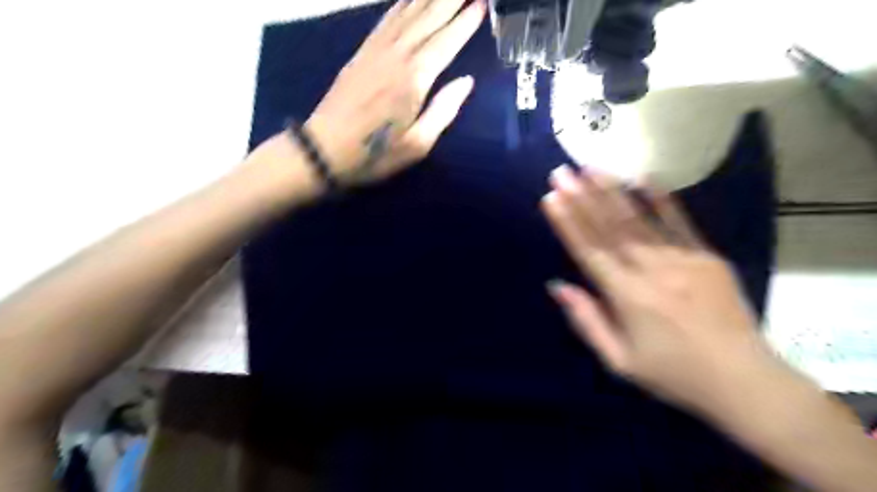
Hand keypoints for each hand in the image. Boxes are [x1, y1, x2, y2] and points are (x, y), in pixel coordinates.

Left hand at [300, 1, 477, 186]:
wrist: (326, 148)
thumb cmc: (376, 152)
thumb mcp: (417, 144)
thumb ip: (443, 110)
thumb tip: (466, 81)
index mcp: (415, 78)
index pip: (447, 40)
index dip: (466, 21)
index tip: (483, 4)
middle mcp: (397, 55)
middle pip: (429, 16)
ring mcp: (377, 50)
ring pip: (408, 11)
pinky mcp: (362, 52)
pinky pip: (386, 19)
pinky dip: (401, 3)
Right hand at [539, 165, 769, 415]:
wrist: (743, 381)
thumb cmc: (672, 373)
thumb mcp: (618, 360)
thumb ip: (586, 320)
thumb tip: (557, 285)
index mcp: (626, 296)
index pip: (588, 250)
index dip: (567, 222)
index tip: (550, 197)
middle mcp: (650, 270)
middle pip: (609, 227)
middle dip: (581, 197)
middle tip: (562, 172)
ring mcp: (681, 259)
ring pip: (638, 219)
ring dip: (611, 190)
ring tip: (591, 167)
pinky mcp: (706, 256)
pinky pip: (679, 221)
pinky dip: (660, 198)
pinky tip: (642, 177)